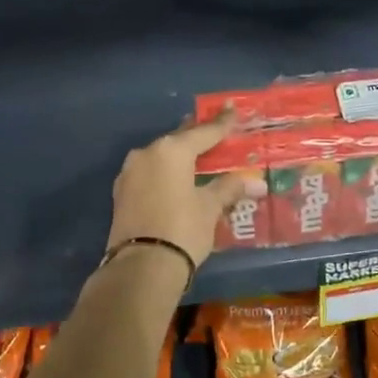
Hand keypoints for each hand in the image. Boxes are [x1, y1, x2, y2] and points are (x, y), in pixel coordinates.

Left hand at [106, 111, 266, 269]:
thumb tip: (256, 181)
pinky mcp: (121, 194)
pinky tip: (177, 180)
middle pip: (179, 140)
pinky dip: (166, 174)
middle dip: (198, 137)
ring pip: (161, 157)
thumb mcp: (210, 207)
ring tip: (198, 158)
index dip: (222, 123)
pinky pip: (150, 174)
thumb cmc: (183, 229)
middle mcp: (146, 154)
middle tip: (215, 132)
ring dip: (180, 157)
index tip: (232, 109)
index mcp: (171, 150)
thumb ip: (230, 188)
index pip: (203, 132)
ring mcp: (129, 173)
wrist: (142, 267)